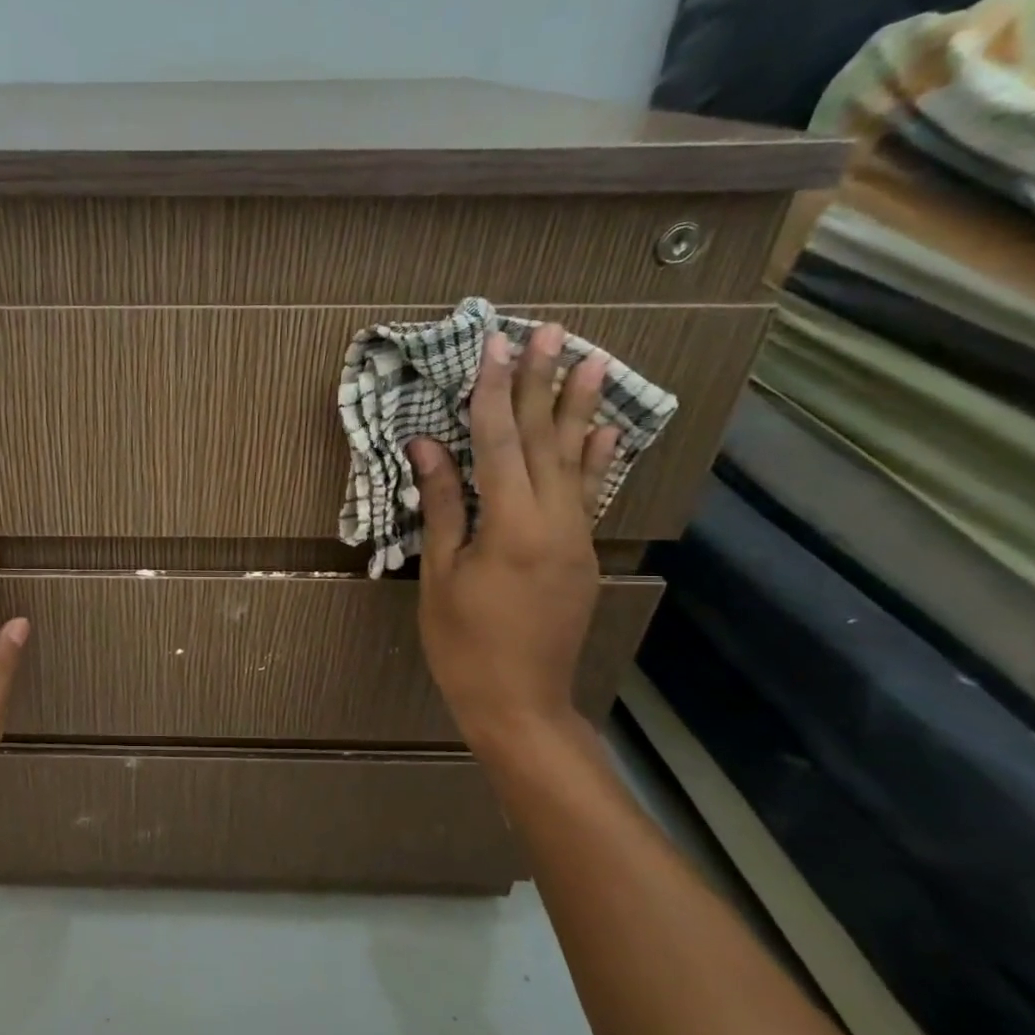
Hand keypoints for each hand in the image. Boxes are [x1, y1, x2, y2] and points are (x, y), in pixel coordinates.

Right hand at [407, 324, 618, 758]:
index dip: (496, 392)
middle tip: (553, 331)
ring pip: (578, 461)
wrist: (519, 703)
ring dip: (582, 409)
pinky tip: (607, 430)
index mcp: (512, 525)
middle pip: (546, 440)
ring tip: (595, 360)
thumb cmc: (463, 643)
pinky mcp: (583, 554)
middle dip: (545, 383)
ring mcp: (577, 537)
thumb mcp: (441, 575)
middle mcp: (555, 522)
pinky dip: (598, 459)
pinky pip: (590, 495)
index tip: (498, 346)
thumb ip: (443, 505)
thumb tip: (427, 446)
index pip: (501, 442)